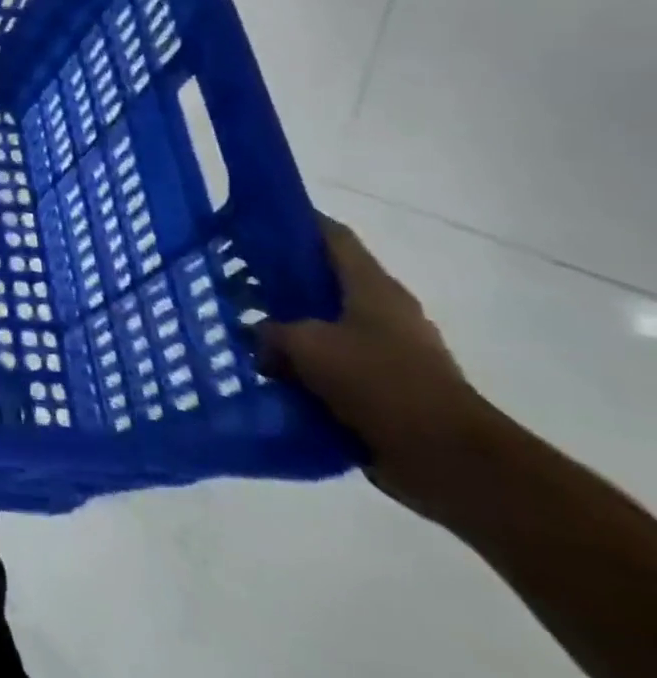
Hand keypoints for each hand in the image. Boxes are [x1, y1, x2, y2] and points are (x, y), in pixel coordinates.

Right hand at [257, 217, 494, 513]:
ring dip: (287, 327)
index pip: (331, 236)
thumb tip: (258, 336)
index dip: (295, 221)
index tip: (252, 218)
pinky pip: (330, 366)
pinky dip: (301, 367)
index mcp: (372, 288)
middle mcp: (382, 312)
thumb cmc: (379, 382)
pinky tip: (267, 373)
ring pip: (323, 325)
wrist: (447, 459)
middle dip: (278, 278)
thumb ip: (272, 332)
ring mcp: (386, 351)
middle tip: (231, 277)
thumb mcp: (307, 346)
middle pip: (322, 281)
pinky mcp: (383, 388)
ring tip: (241, 329)